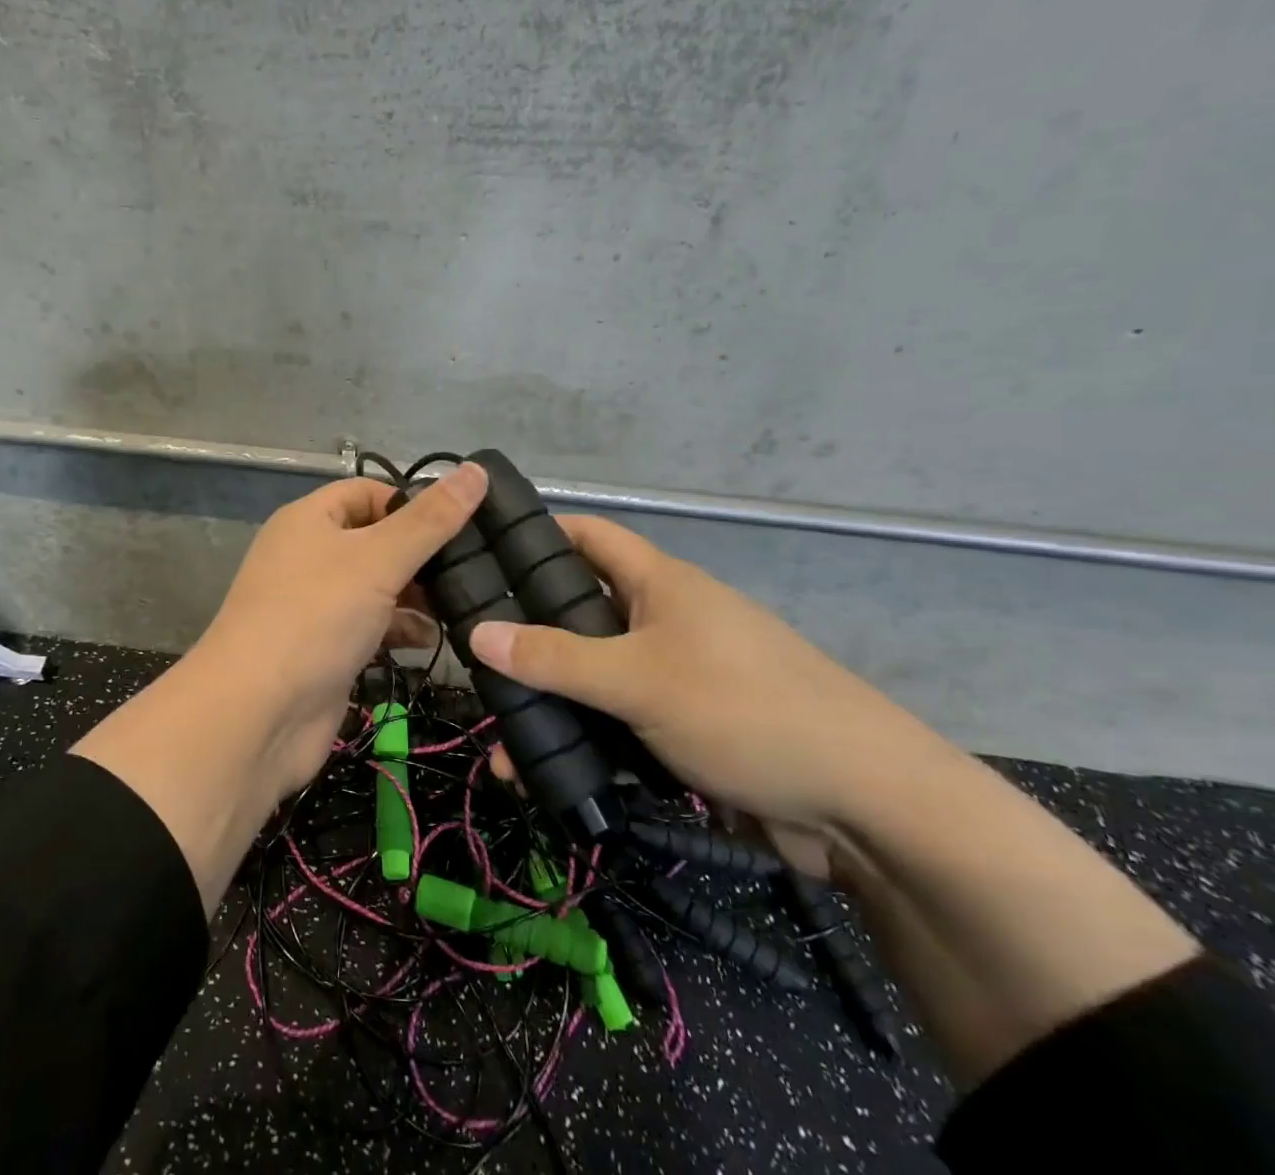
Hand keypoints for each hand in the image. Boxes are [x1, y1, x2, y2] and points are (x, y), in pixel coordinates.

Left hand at [190, 462, 487, 799]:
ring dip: (417, 594)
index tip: (461, 521)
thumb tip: (476, 470)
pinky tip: (433, 639)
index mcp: (309, 520)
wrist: (256, 715)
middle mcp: (309, 556)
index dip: (411, 501)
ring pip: (377, 586)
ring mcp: (316, 606)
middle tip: (475, 566)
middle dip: (421, 553)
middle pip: (375, 540)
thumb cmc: (315, 617)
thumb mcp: (377, 559)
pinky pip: (371, 626)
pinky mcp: (326, 648)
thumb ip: (430, 520)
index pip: (367, 492)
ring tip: (463, 603)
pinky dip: (401, 629)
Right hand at [468, 516, 940, 830]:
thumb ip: (555, 658)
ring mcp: (677, 675)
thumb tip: (477, 634)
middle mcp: (665, 620)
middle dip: (528, 636)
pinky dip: (586, 741)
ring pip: (595, 676)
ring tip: (503, 740)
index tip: (480, 552)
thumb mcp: (639, 681)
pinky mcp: (686, 728)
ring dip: (553, 703)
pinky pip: (620, 723)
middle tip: (472, 657)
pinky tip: (548, 774)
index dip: (535, 534)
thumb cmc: (746, 711)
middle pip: (580, 612)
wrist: (869, 807)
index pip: (587, 536)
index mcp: (660, 584)